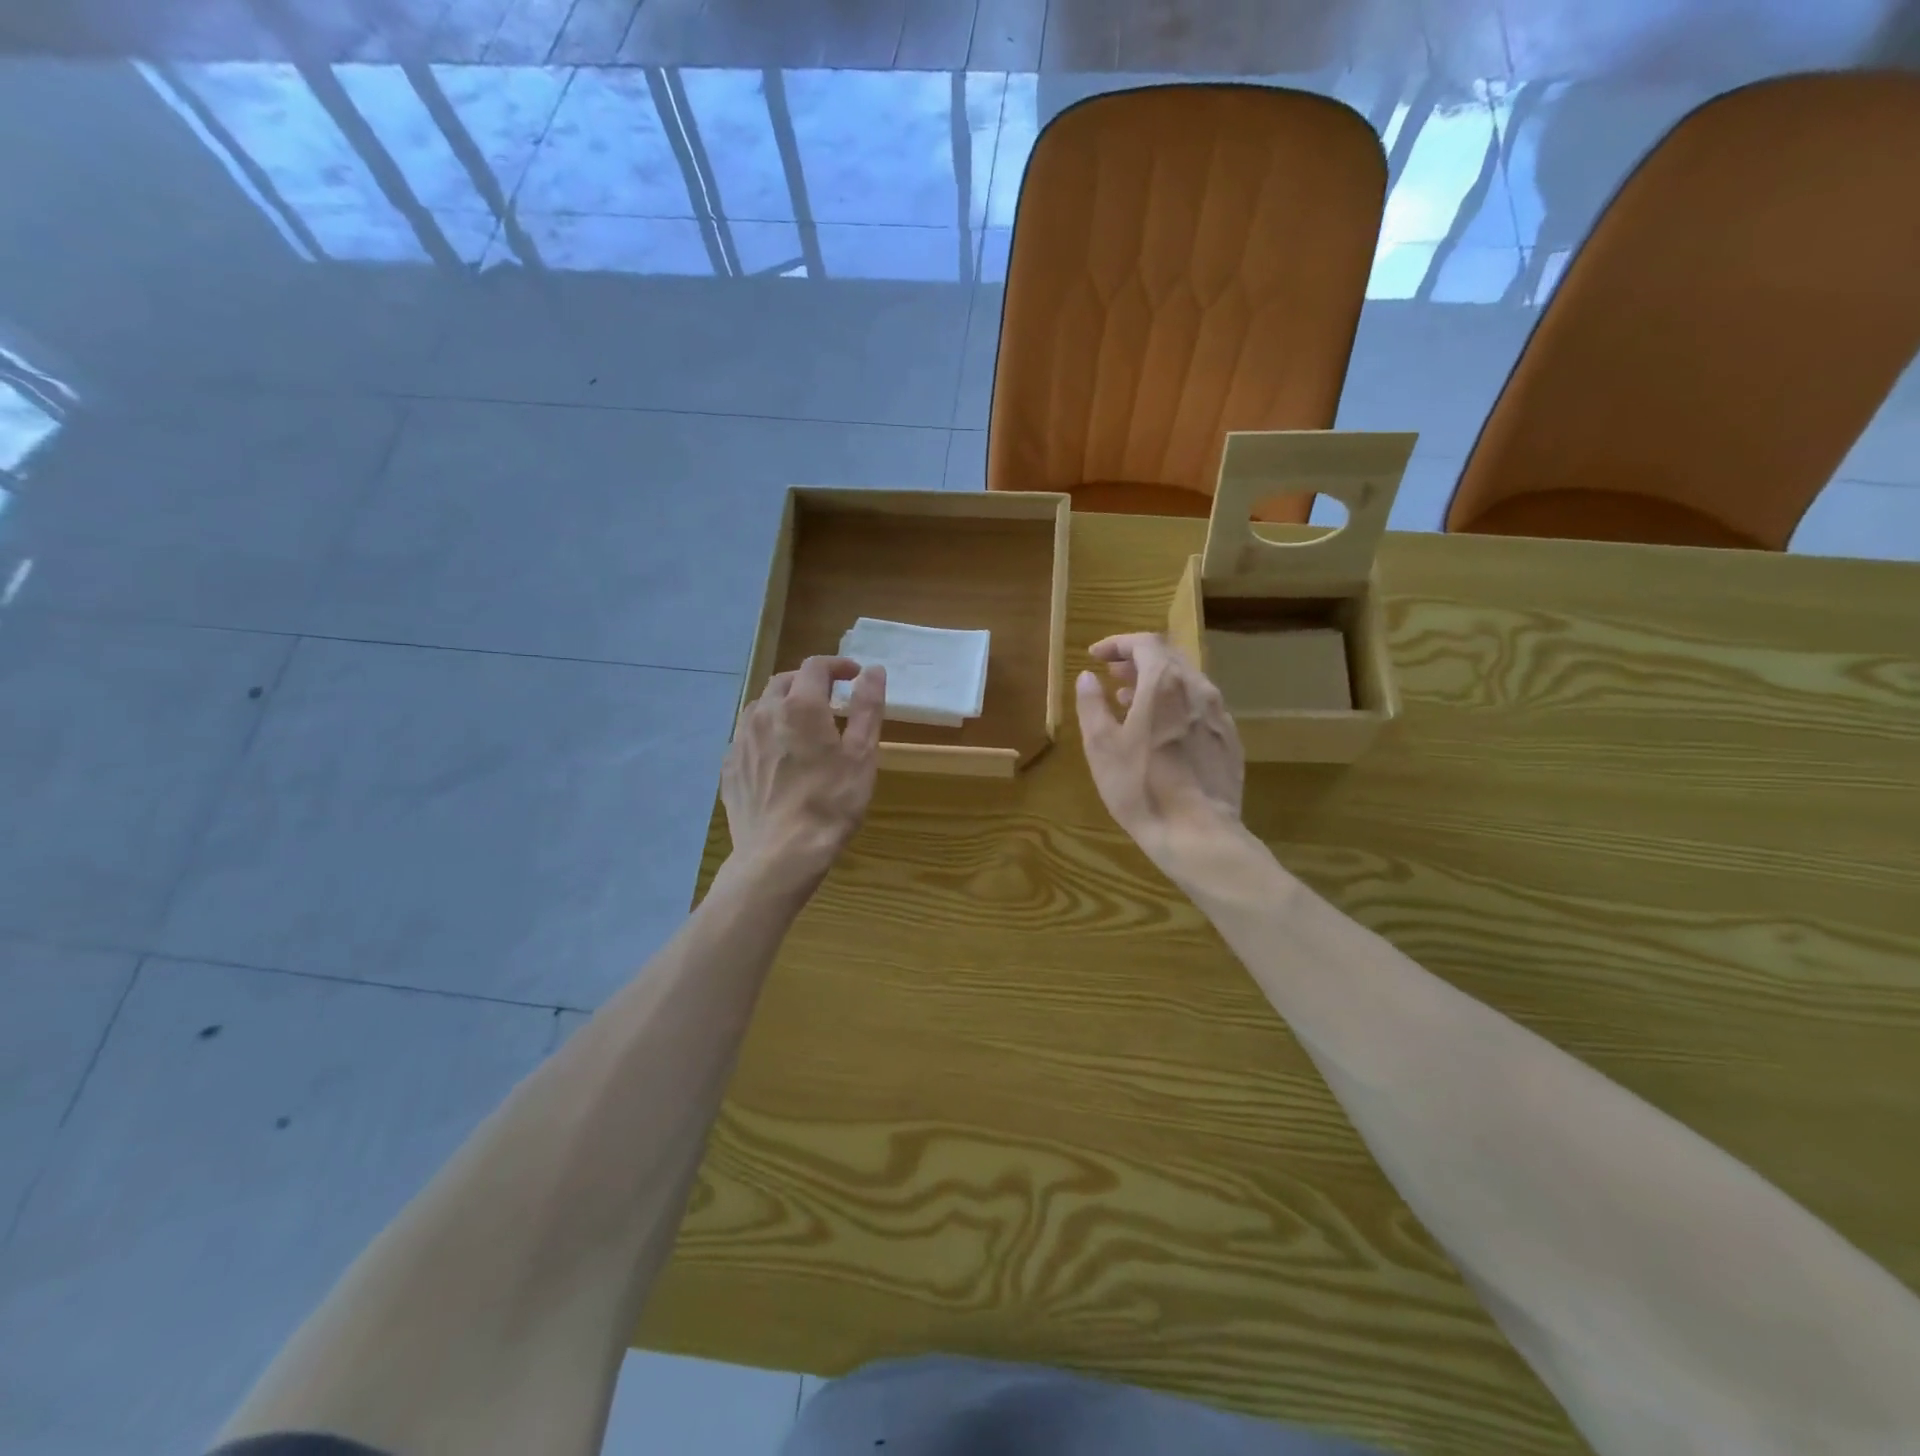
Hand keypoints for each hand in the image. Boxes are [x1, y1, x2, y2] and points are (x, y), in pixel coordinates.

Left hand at [722, 656, 885, 895]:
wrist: (780, 855)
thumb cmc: (830, 803)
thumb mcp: (861, 755)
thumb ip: (867, 708)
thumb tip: (873, 671)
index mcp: (800, 706)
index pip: (816, 667)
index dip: (837, 665)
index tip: (854, 675)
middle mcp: (764, 713)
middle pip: (784, 682)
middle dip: (809, 682)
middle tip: (831, 699)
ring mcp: (740, 740)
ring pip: (760, 707)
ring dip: (783, 705)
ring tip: (802, 725)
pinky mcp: (729, 767)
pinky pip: (747, 736)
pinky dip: (766, 733)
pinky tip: (778, 756)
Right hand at [1075, 633, 1244, 875]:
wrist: (1198, 833)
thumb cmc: (1141, 787)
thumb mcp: (1102, 746)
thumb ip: (1092, 705)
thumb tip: (1087, 677)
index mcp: (1164, 684)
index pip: (1145, 643)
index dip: (1118, 643)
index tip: (1096, 656)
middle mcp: (1198, 690)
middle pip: (1169, 658)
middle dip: (1138, 660)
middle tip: (1112, 675)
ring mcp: (1220, 715)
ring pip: (1187, 682)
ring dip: (1157, 683)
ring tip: (1130, 702)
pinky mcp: (1230, 740)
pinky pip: (1201, 708)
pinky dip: (1176, 705)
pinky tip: (1162, 732)